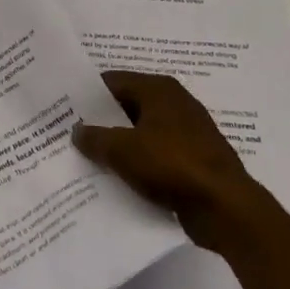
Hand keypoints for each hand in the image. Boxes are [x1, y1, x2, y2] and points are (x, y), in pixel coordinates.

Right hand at [73, 70, 254, 247]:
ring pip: (141, 133)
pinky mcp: (194, 160)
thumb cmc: (171, 165)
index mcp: (159, 89)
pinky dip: (139, 163)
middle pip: (127, 106)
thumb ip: (94, 138)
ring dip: (120, 145)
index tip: (63, 109)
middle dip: (101, 121)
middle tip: (71, 134)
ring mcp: (188, 132)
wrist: (226, 208)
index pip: (112, 81)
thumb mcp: (121, 150)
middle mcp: (175, 103)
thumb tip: (77, 131)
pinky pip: (157, 155)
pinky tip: (118, 178)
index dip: (87, 94)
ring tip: (89, 158)